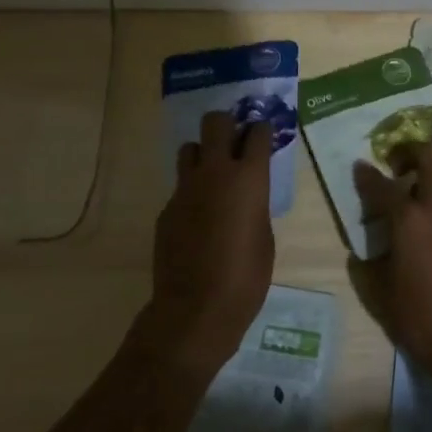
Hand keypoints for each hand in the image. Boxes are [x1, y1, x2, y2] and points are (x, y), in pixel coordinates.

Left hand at [139, 111, 274, 381]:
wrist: (195, 309)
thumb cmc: (246, 277)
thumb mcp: (265, 237)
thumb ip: (255, 205)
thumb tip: (247, 197)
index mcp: (249, 178)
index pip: (257, 132)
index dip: (262, 130)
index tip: (264, 135)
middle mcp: (215, 172)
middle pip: (215, 122)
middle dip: (226, 125)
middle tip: (234, 141)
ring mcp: (185, 188)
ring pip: (190, 148)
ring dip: (203, 154)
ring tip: (212, 176)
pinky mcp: (166, 208)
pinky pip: (180, 187)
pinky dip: (191, 192)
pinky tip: (198, 218)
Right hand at [350, 145, 431, 392]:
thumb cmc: (420, 319)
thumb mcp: (380, 293)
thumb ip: (368, 265)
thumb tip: (363, 252)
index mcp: (409, 220)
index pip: (383, 186)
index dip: (368, 175)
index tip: (360, 165)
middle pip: (429, 161)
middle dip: (411, 154)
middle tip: (396, 164)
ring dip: (428, 176)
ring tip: (411, 194)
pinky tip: (430, 226)